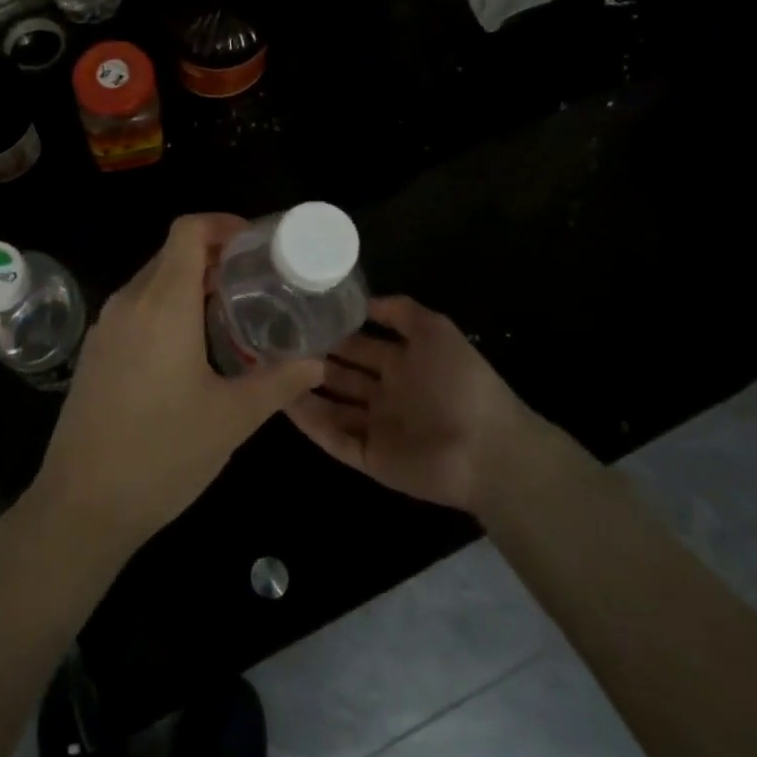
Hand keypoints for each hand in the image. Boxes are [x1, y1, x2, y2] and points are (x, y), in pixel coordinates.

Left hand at [29, 214, 326, 561]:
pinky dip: (166, 307)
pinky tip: (191, 346)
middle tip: (256, 281)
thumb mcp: (232, 419)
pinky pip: (136, 307)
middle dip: (214, 255)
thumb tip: (317, 362)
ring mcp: (106, 325)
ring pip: (153, 280)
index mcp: (163, 303)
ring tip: (230, 313)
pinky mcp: (96, 350)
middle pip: (172, 252)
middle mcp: (129, 302)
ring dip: (190, 283)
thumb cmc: (163, 454)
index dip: (222, 224)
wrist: (82, 504)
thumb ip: (278, 382)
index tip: (256, 245)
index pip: (188, 230)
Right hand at [289, 295, 534, 516]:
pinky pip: (333, 437)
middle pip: (340, 374)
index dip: (332, 332)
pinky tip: (282, 401)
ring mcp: (376, 427)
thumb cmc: (461, 383)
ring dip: (303, 389)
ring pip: (330, 405)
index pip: (357, 345)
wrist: (488, 450)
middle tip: (272, 342)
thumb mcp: (436, 330)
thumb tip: (362, 300)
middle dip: (311, 359)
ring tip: (268, 370)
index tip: (297, 316)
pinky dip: (309, 421)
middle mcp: (385, 394)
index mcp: (402, 364)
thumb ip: (401, 311)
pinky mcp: (369, 456)